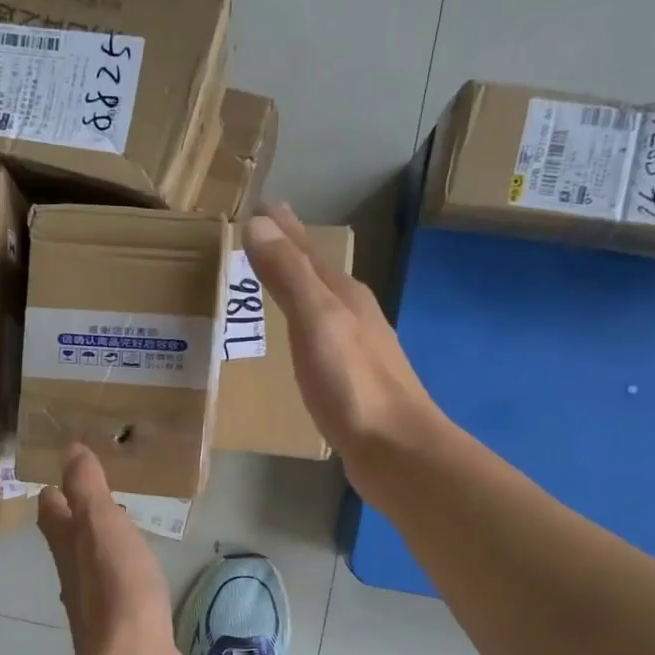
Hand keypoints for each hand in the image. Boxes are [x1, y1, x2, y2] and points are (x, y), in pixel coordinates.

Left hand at [39, 446, 189, 654]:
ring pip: (95, 569)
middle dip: (76, 520)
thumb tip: (69, 450)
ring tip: (120, 533)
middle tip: (94, 499)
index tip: (60, 475)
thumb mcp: (101, 524)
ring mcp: (100, 608)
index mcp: (67, 548)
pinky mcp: (126, 631)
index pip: (52, 512)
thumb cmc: (118, 587)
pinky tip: (143, 580)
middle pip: (69, 543)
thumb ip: (87, 488)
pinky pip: (123, 595)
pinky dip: (127, 579)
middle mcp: (76, 578)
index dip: (54, 493)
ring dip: (102, 550)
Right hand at [244, 201, 444, 473]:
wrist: (395, 449)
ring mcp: (358, 349)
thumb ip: (289, 276)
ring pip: (321, 305)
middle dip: (290, 253)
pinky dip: (303, 326)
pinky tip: (298, 341)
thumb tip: (260, 223)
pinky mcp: (353, 381)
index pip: (306, 251)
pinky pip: (320, 338)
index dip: (283, 228)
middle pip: (317, 273)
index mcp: (345, 296)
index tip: (261, 205)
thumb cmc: (352, 386)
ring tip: (273, 282)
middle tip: (261, 236)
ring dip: (297, 289)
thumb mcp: (316, 322)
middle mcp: (355, 315)